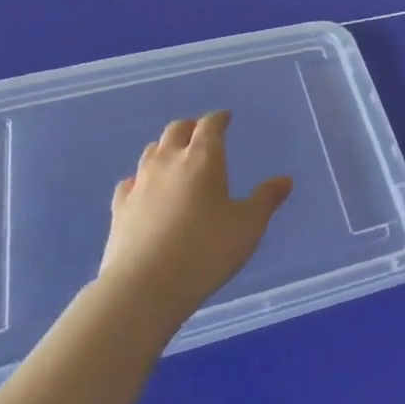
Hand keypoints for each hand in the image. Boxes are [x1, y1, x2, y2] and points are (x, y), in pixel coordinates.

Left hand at [99, 111, 292, 329]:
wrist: (144, 287)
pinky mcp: (119, 209)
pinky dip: (142, 178)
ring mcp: (140, 184)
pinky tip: (143, 188)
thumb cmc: (206, 251)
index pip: (210, 126)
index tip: (225, 117)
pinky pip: (131, 182)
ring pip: (151, 152)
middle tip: (201, 132)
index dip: (218, 119)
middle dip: (191, 127)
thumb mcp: (248, 226)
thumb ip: (266, 200)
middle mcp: (168, 162)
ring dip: (165, 148)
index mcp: (202, 159)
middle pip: (176, 131)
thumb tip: (284, 180)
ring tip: (175, 155)